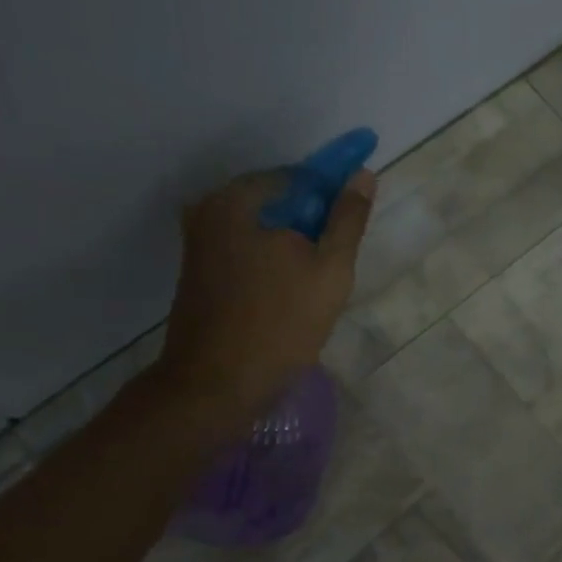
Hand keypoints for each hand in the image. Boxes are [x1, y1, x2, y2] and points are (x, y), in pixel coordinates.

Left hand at [154, 169, 374, 427]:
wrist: (216, 386)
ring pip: (264, 232)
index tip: (352, 227)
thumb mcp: (329, 270)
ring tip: (314, 289)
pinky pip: (247, 253)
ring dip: (293, 249)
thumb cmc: (280, 325)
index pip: (300, 178)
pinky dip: (272, 265)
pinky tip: (288, 297)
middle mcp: (209, 211)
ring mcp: (199, 243)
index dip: (334, 196)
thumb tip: (362, 174)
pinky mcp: (199, 273)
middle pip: (279, 204)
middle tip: (335, 266)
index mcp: (238, 200)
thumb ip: (348, 219)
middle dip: (312, 227)